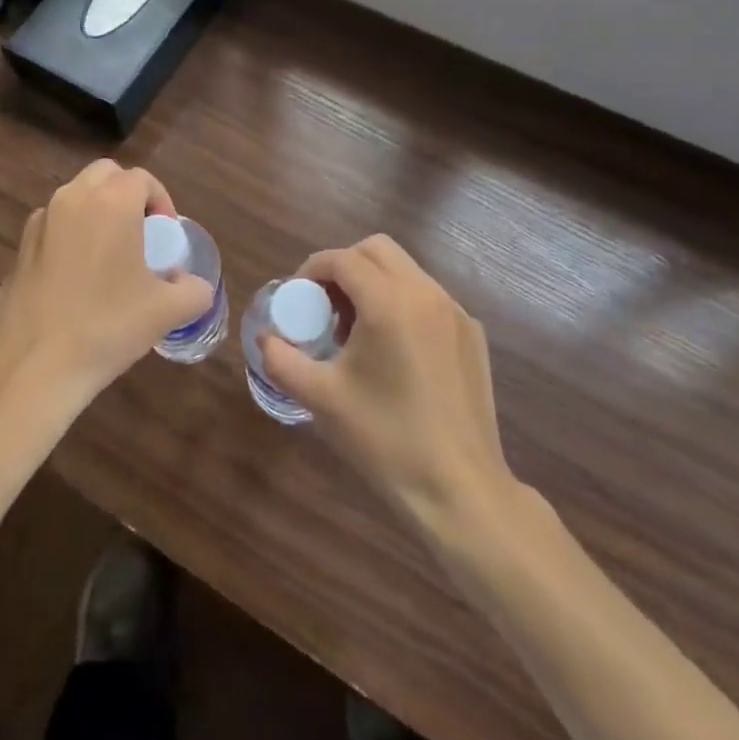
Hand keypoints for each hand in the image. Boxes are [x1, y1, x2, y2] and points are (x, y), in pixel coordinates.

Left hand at [0, 159, 214, 432]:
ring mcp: (40, 222)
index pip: (142, 179)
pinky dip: (71, 235)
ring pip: (76, 197)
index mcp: (111, 203)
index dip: (161, 202)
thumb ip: (193, 290)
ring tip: (110, 259)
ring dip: (97, 212)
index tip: (165, 237)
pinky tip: (77, 280)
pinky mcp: (19, 248)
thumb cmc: (106, 328)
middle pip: (106, 175)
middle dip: (127, 195)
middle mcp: (72, 199)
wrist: (30, 369)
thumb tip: (193, 286)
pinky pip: (54, 225)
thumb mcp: (166, 312)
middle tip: (140, 236)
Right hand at [262, 235, 514, 532]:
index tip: (298, 296)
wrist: (460, 490)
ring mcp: (455, 311)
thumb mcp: (322, 399)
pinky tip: (395, 351)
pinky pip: (429, 298)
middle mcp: (426, 293)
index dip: (312, 269)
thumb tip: (265, 339)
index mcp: (389, 302)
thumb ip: (283, 360)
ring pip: (406, 270)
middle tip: (326, 305)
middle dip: (345, 265)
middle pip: (377, 249)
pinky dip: (403, 303)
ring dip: (374, 282)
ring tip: (358, 330)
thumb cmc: (386, 440)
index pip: (343, 259)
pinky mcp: (472, 334)